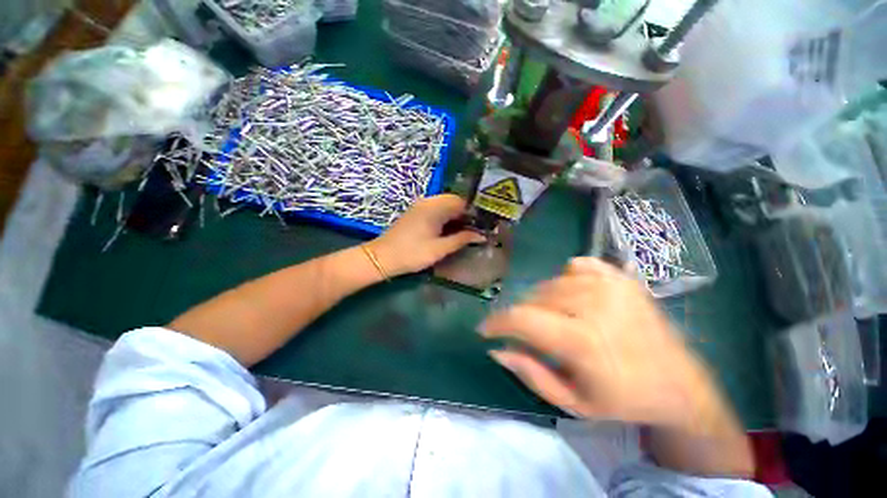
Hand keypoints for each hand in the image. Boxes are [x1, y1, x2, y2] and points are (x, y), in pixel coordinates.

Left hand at [367, 194, 484, 276]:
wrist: (382, 257)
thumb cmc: (412, 253)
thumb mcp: (440, 249)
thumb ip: (461, 239)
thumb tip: (481, 236)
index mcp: (434, 207)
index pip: (461, 202)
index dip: (473, 212)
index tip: (482, 225)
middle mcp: (428, 201)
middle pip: (453, 202)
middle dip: (465, 214)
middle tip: (474, 230)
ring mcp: (420, 206)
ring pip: (445, 206)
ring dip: (455, 216)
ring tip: (464, 232)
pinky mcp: (416, 212)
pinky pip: (436, 209)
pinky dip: (445, 218)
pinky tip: (449, 230)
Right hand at [481, 257, 722, 429]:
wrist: (678, 384)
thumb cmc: (622, 399)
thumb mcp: (571, 402)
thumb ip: (530, 372)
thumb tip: (496, 348)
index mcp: (584, 340)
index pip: (522, 318)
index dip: (496, 322)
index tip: (485, 330)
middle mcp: (595, 304)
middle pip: (533, 297)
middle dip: (520, 316)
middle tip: (526, 334)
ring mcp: (610, 285)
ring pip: (550, 283)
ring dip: (541, 301)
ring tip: (553, 319)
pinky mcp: (620, 277)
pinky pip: (576, 265)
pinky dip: (566, 279)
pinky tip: (575, 297)